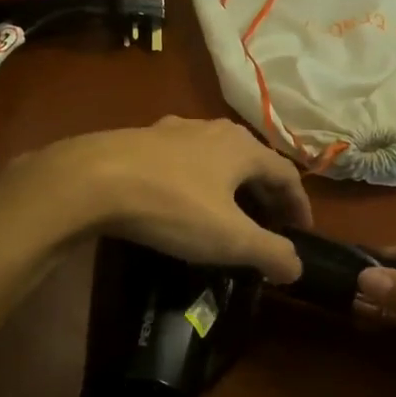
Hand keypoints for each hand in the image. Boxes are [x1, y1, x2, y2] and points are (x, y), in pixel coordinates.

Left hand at [22, 117, 312, 283]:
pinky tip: (182, 198)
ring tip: (227, 212)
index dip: (299, 204)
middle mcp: (214, 129)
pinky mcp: (144, 138)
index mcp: (242, 147)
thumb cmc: (172, 206)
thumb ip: (269, 252)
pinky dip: (197, 180)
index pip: (286, 173)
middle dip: (265, 193)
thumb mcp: (228, 238)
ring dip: (230, 184)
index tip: (301, 231)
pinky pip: (184, 159)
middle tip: (269, 224)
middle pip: (253, 161)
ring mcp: (176, 129)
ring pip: (216, 156)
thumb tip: (297, 267)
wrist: (93, 178)